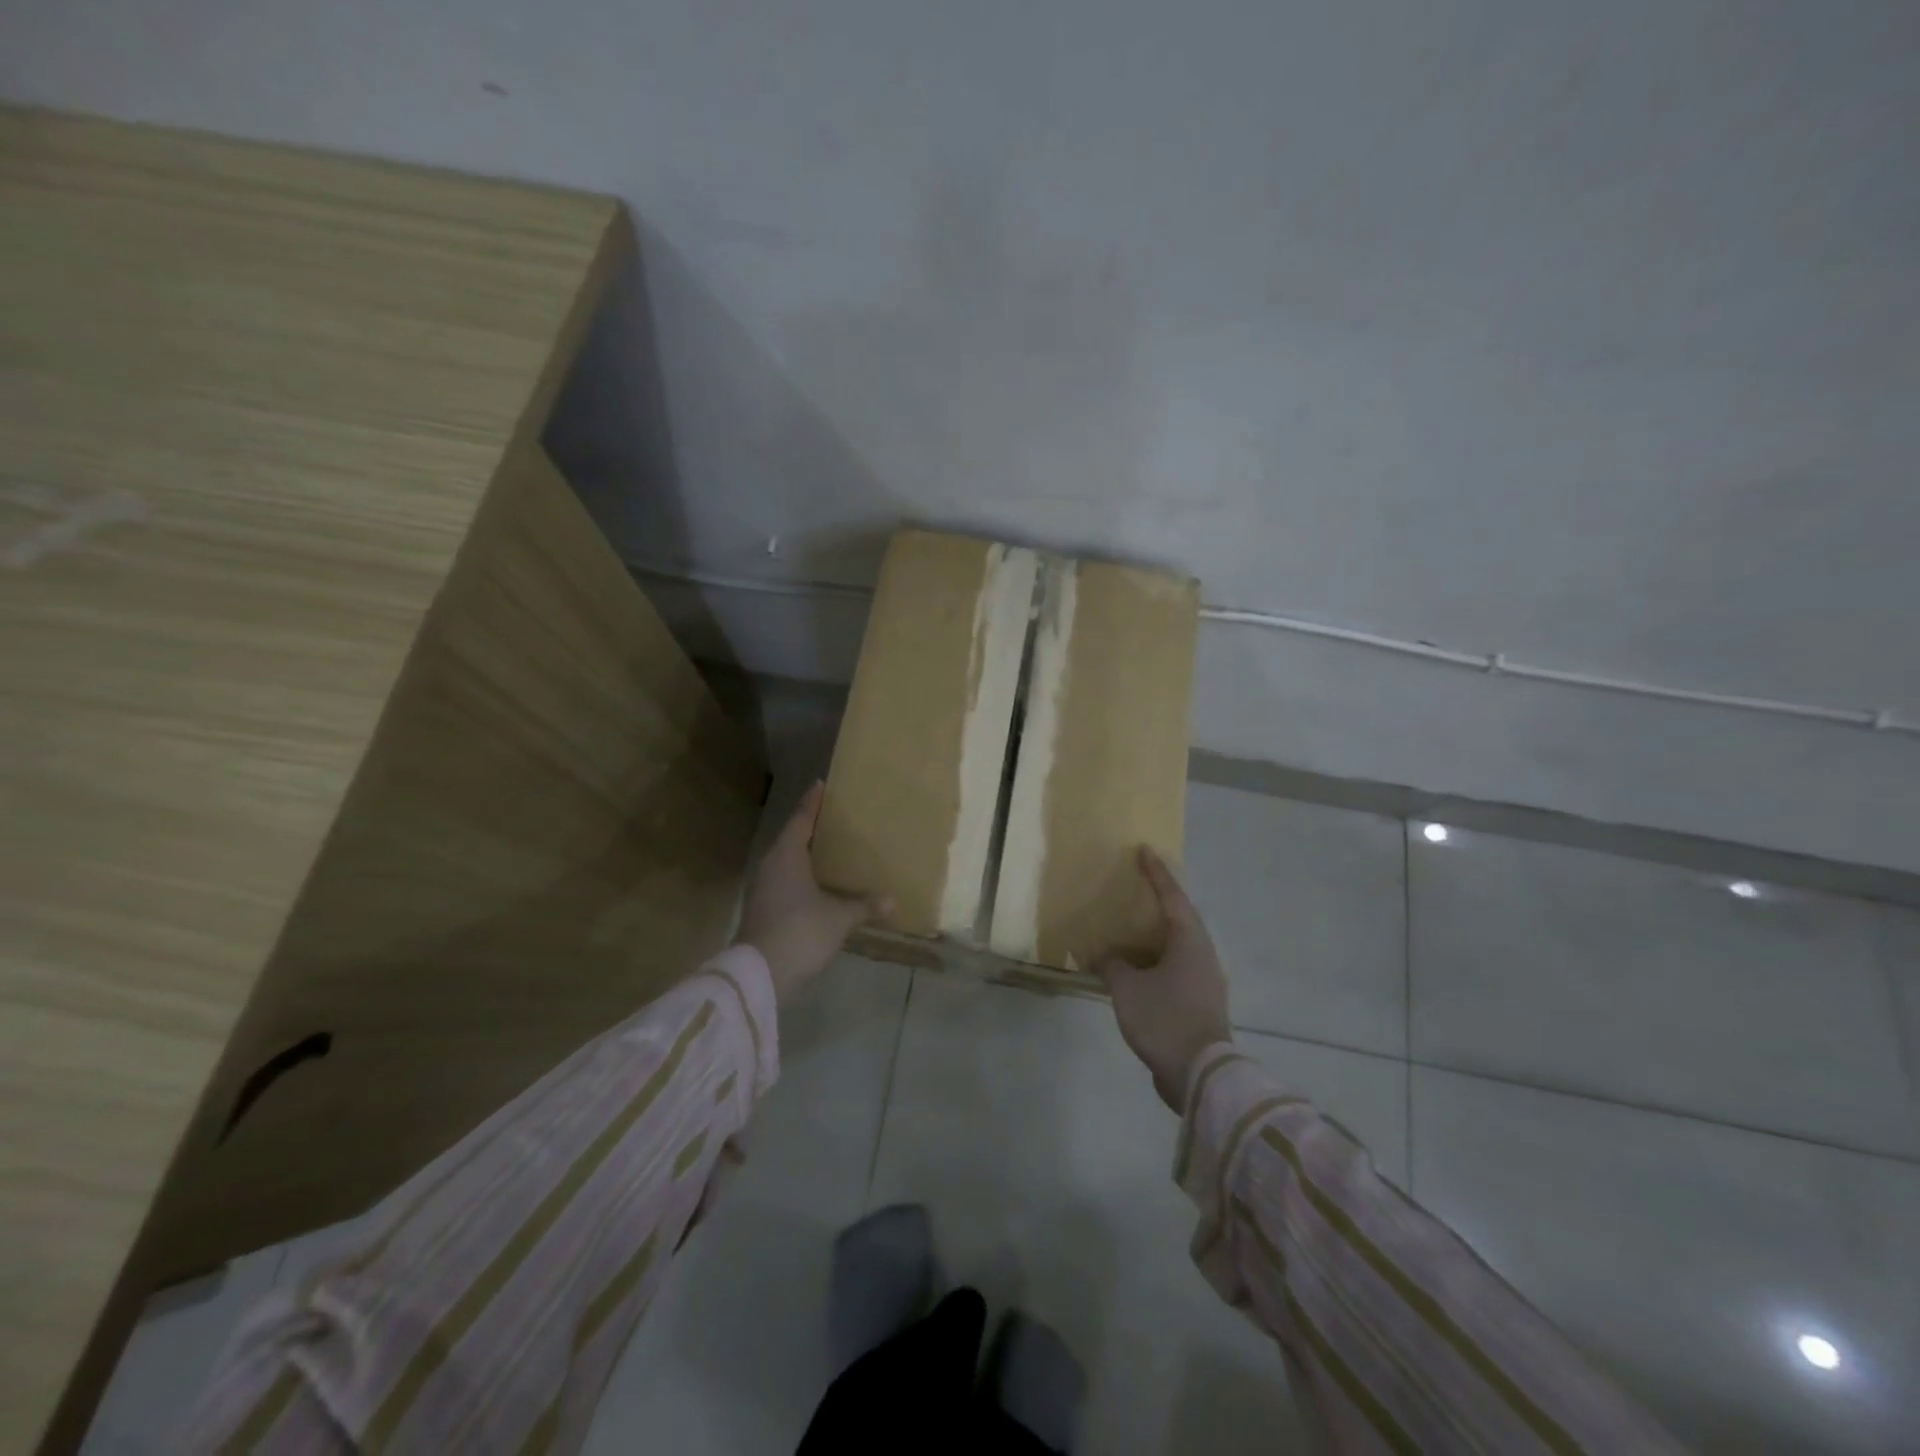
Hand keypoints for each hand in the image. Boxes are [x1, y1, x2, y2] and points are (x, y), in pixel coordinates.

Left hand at [736, 782, 889, 1003]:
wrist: (760, 975)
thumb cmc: (801, 931)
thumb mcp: (839, 918)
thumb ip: (864, 906)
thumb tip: (892, 901)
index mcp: (787, 854)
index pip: (801, 818)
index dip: (812, 802)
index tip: (821, 784)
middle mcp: (771, 865)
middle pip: (792, 838)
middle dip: (812, 828)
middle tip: (835, 818)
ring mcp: (763, 888)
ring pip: (787, 861)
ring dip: (807, 855)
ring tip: (831, 850)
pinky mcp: (762, 909)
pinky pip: (785, 881)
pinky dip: (802, 877)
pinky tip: (819, 885)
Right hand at [1093, 847, 1232, 1113]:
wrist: (1200, 1076)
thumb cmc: (1165, 1019)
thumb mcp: (1127, 989)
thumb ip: (1113, 965)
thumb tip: (1105, 956)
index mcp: (1189, 942)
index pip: (1172, 897)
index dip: (1157, 873)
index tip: (1144, 851)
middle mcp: (1203, 955)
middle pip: (1182, 918)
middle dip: (1161, 900)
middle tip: (1139, 885)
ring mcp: (1206, 980)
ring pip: (1180, 944)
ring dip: (1158, 932)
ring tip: (1135, 926)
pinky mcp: (1201, 1003)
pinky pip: (1178, 966)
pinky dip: (1158, 958)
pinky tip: (1139, 967)